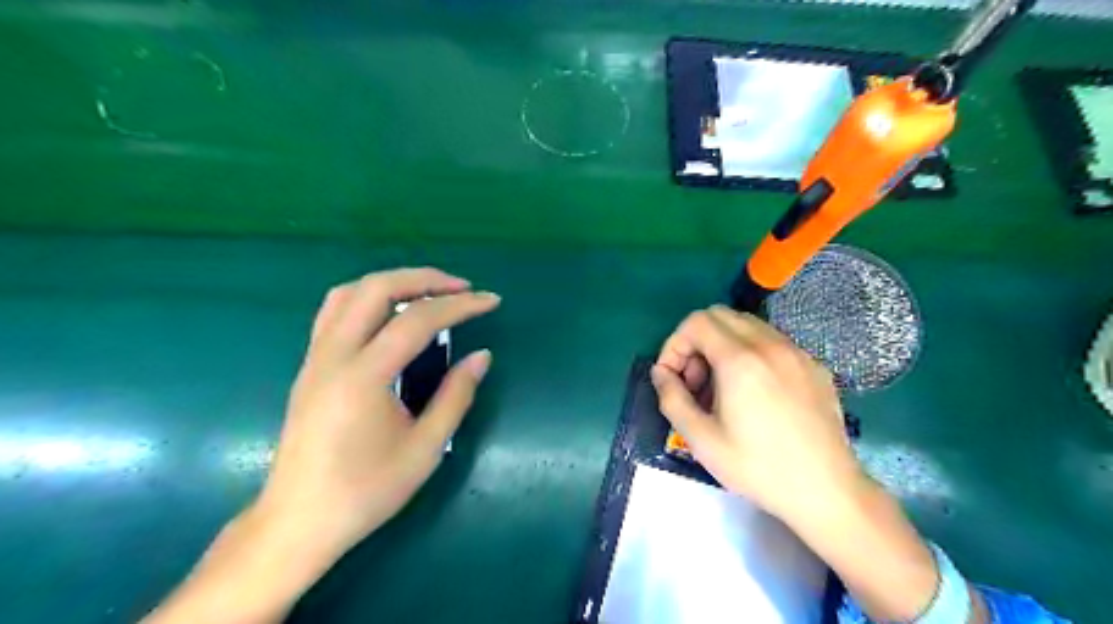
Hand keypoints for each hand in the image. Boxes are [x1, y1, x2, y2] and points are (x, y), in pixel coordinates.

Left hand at [255, 266, 499, 558]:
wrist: (297, 522)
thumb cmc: (365, 491)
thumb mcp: (425, 449)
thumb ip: (456, 396)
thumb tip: (482, 356)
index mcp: (364, 377)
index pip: (418, 321)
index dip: (459, 305)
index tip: (491, 302)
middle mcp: (334, 356)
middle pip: (376, 288)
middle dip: (424, 279)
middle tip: (461, 287)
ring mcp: (315, 358)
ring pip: (349, 292)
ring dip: (393, 283)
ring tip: (429, 293)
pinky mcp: (309, 367)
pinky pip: (335, 311)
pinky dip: (369, 297)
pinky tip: (391, 314)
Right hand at [655, 304, 858, 515]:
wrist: (827, 492)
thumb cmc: (758, 468)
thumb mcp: (701, 440)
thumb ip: (672, 398)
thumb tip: (661, 373)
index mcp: (740, 360)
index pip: (696, 322)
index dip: (674, 344)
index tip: (673, 378)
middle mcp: (770, 345)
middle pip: (720, 315)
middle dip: (697, 341)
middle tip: (696, 382)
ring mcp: (797, 352)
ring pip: (748, 325)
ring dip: (723, 345)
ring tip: (723, 387)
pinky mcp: (814, 365)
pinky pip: (773, 342)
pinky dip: (751, 352)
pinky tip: (755, 392)